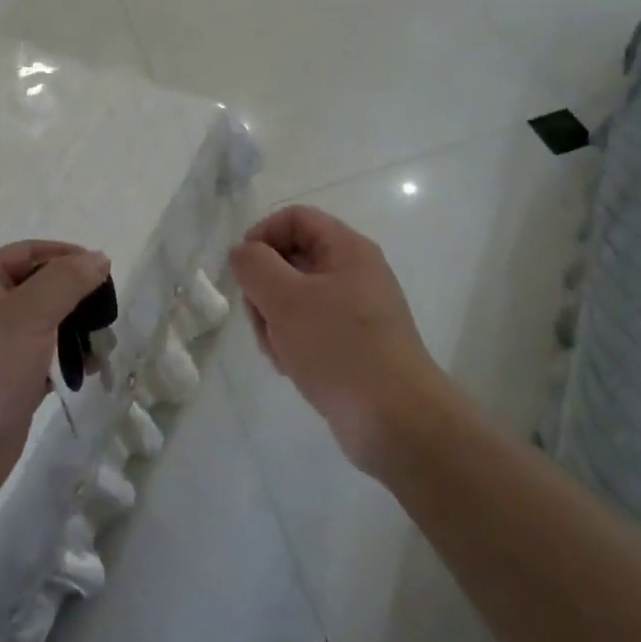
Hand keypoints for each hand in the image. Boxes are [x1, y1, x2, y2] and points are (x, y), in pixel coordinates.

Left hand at [0, 241, 109, 533]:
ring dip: (75, 332)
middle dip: (75, 298)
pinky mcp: (4, 382)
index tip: (103, 271)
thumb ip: (66, 281)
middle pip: (38, 288)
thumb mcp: (29, 315)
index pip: (28, 253)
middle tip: (106, 315)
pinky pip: (41, 359)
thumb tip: (98, 257)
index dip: (65, 256)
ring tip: (103, 347)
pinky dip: (65, 361)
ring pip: (43, 326)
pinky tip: (89, 372)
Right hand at [228, 206, 441, 470]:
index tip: (243, 270)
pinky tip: (291, 367)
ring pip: (294, 297)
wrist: (397, 423)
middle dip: (265, 288)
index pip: (294, 218)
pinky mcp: (351, 343)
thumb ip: (254, 265)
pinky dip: (291, 341)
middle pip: (290, 258)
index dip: (262, 235)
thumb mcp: (286, 299)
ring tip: (279, 352)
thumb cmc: (340, 349)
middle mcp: (354, 272)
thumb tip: (242, 253)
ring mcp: (354, 309)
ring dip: (274, 320)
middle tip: (261, 320)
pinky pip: (308, 326)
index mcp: (347, 249)